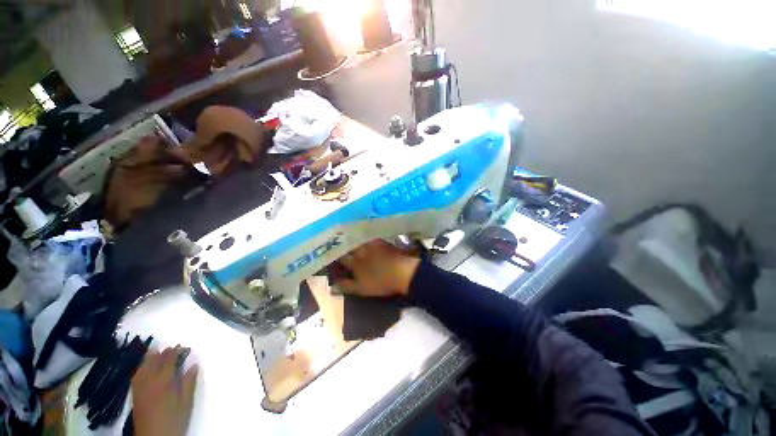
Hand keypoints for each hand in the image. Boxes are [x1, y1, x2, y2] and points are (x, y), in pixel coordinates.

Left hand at [132, 346, 198, 435]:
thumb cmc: (173, 420)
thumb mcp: (186, 403)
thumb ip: (189, 383)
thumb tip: (194, 366)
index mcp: (164, 382)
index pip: (169, 360)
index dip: (176, 351)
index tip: (184, 346)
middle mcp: (150, 381)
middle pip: (155, 361)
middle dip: (164, 352)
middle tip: (174, 347)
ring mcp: (140, 387)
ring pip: (144, 366)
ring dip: (151, 357)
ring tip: (158, 351)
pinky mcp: (135, 394)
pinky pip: (137, 375)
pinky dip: (142, 367)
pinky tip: (144, 366)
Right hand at [336, 240, 420, 296]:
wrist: (403, 272)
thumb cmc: (381, 282)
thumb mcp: (362, 288)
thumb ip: (346, 287)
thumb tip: (331, 287)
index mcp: (354, 261)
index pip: (340, 257)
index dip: (335, 258)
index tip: (332, 259)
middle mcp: (360, 249)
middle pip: (347, 246)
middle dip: (342, 247)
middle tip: (339, 249)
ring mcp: (371, 243)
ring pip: (357, 240)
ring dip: (352, 241)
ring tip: (350, 244)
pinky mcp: (380, 241)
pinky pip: (368, 237)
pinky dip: (363, 239)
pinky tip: (364, 241)